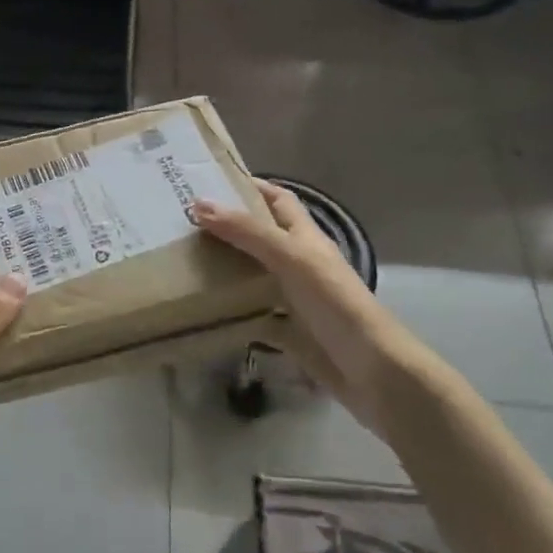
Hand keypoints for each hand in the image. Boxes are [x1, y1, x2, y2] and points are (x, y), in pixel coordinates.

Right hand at [193, 180, 394, 431]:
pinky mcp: (288, 332)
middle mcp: (299, 264)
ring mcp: (294, 300)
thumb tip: (198, 204)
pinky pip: (252, 316)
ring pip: (252, 276)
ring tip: (182, 261)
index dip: (251, 187)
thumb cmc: (334, 303)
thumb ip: (246, 232)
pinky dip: (231, 313)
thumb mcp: (290, 257)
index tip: (211, 182)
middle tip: (182, 223)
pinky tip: (203, 310)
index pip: (278, 200)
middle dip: (227, 229)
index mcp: (306, 238)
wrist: (370, 370)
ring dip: (224, 269)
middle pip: (260, 238)